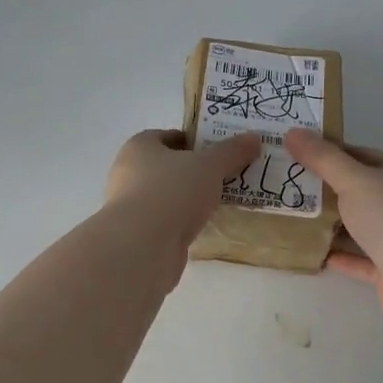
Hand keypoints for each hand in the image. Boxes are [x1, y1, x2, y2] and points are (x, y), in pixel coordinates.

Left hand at [105, 128, 259, 248]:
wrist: (142, 246)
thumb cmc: (172, 191)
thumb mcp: (209, 166)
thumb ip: (231, 151)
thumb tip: (254, 137)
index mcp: (139, 147)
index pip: (168, 136)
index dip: (194, 141)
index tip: (219, 151)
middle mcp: (128, 173)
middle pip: (167, 166)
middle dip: (195, 170)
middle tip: (225, 175)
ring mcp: (131, 206)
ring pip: (167, 195)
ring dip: (189, 198)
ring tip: (220, 201)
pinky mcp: (138, 234)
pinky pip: (166, 220)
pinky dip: (183, 221)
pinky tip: (204, 226)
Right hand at [284, 130, 382, 323]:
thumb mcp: (353, 180)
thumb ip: (322, 158)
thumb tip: (292, 132)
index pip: (358, 154)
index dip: (326, 153)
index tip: (293, 156)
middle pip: (357, 190)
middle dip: (324, 190)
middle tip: (286, 187)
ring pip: (359, 225)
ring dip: (330, 225)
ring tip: (293, 220)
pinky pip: (361, 257)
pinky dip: (340, 255)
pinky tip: (316, 253)